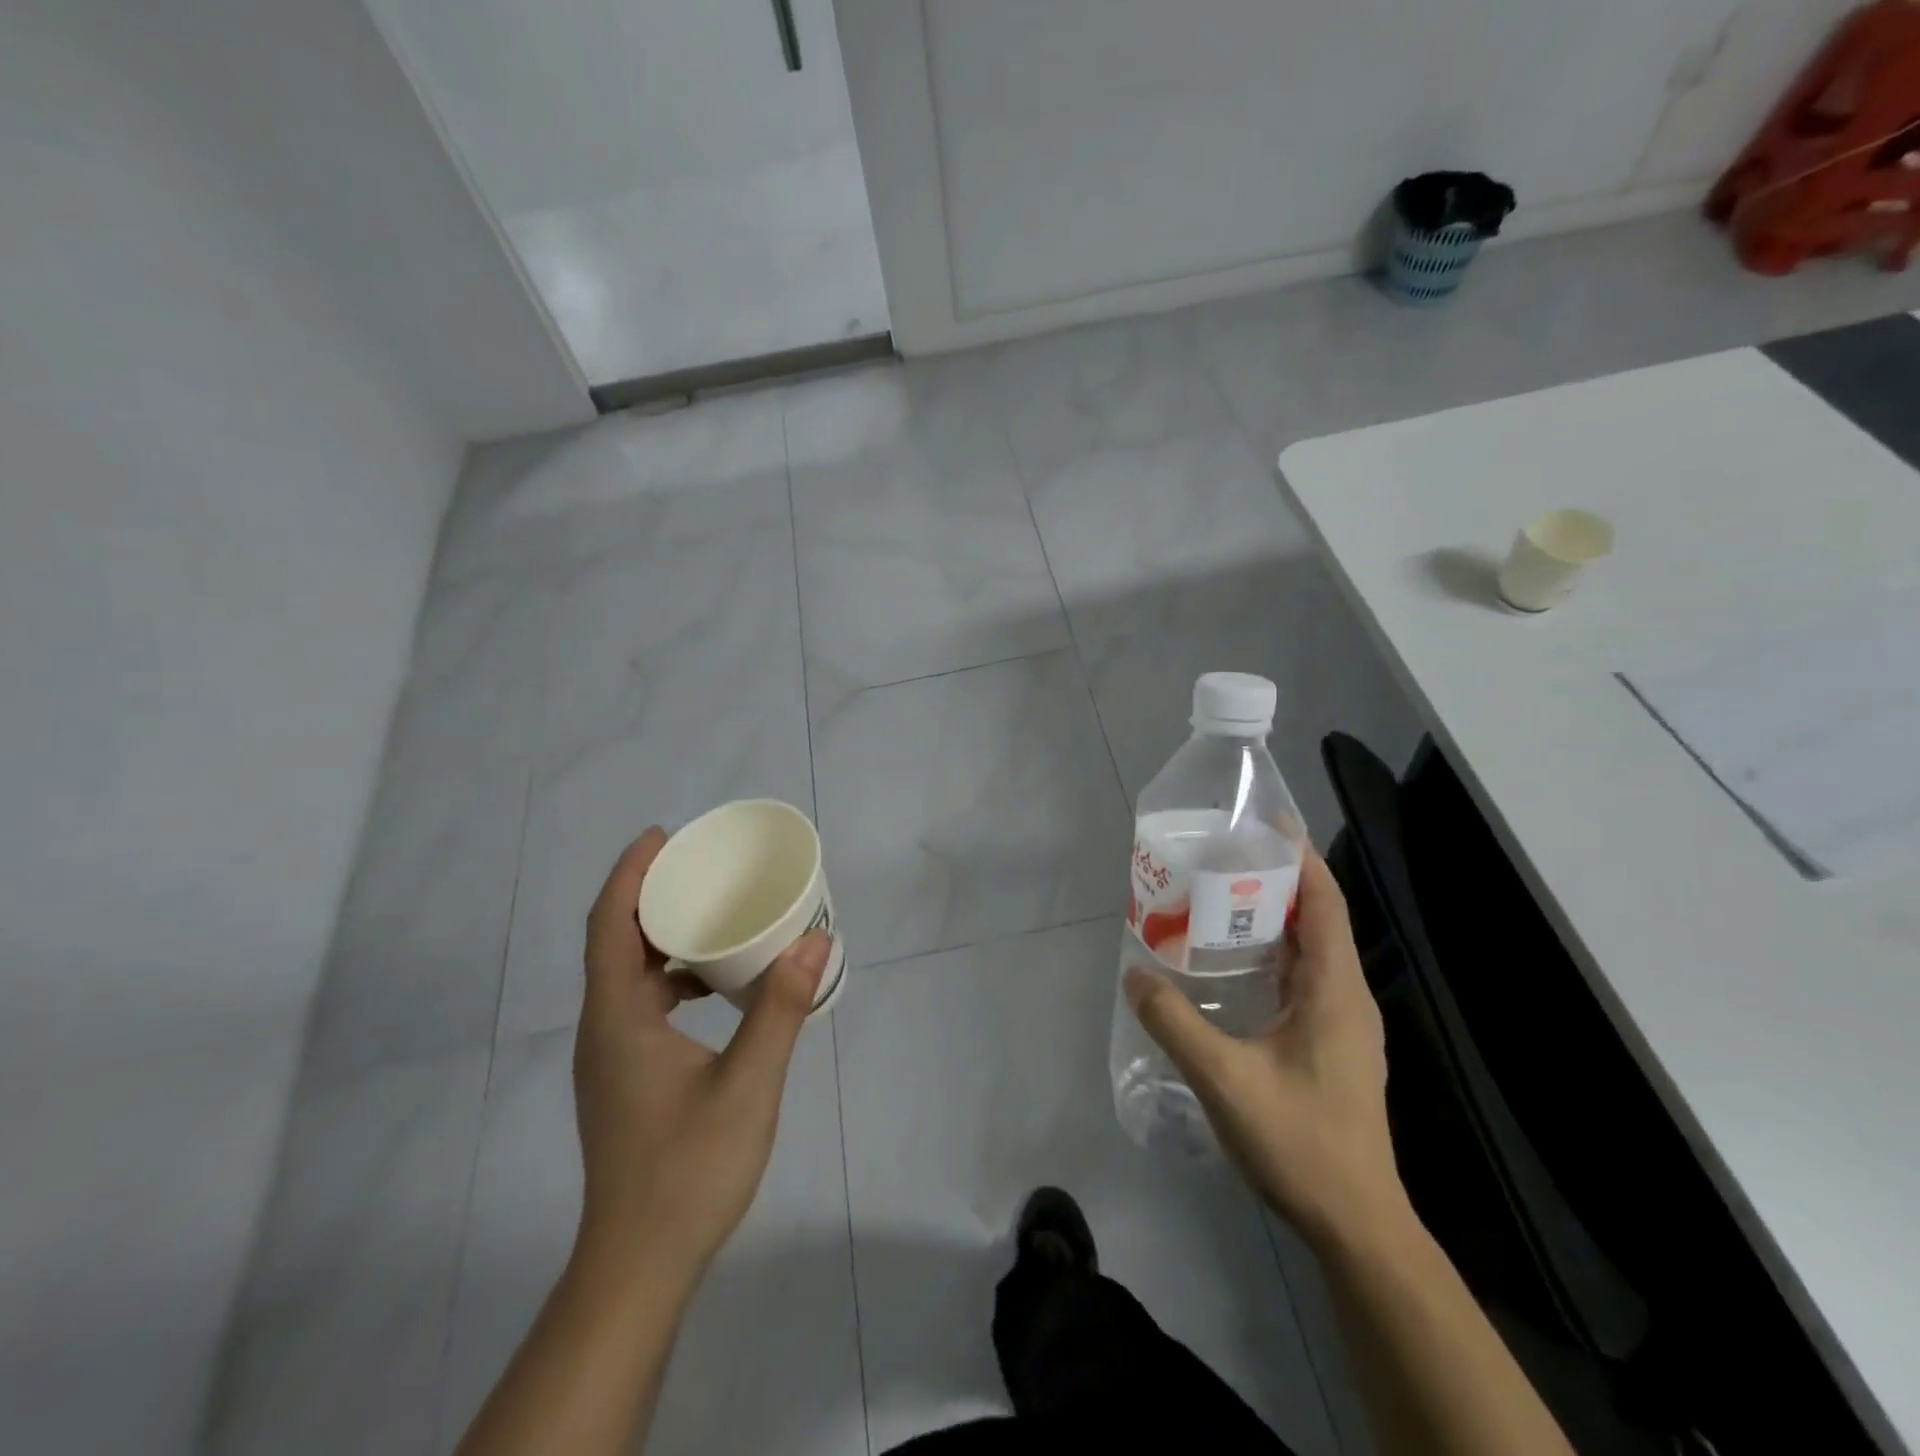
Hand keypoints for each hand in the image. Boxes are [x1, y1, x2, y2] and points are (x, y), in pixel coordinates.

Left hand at [573, 828, 830, 1274]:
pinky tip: (712, 990)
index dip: (629, 874)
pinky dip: (670, 979)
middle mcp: (602, 1030)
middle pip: (614, 944)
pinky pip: (639, 1006)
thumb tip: (813, 942)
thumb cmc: (688, 1170)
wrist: (639, 1267)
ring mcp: (609, 1059)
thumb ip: (780, 1009)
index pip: (609, 926)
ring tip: (710, 916)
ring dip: (661, 939)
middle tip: (697, 868)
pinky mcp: (623, 1081)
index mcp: (617, 1019)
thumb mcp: (748, 1084)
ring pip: (626, 977)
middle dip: (648, 897)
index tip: (661, 836)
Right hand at [1125, 846, 1406, 1250]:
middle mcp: (1347, 996)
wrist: (1356, 1225)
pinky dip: (1272, 956)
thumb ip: (1175, 1023)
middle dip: (1275, 880)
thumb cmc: (1300, 1143)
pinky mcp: (1333, 1044)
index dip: (1300, 856)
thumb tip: (1135, 974)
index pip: (1326, 901)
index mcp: (1336, 989)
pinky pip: (1304, 979)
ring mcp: (1343, 1023)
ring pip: (1310, 950)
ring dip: (1271, 919)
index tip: (1264, 823)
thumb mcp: (1225, 1080)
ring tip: (1218, 900)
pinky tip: (1232, 966)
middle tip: (1220, 858)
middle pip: (1317, 918)